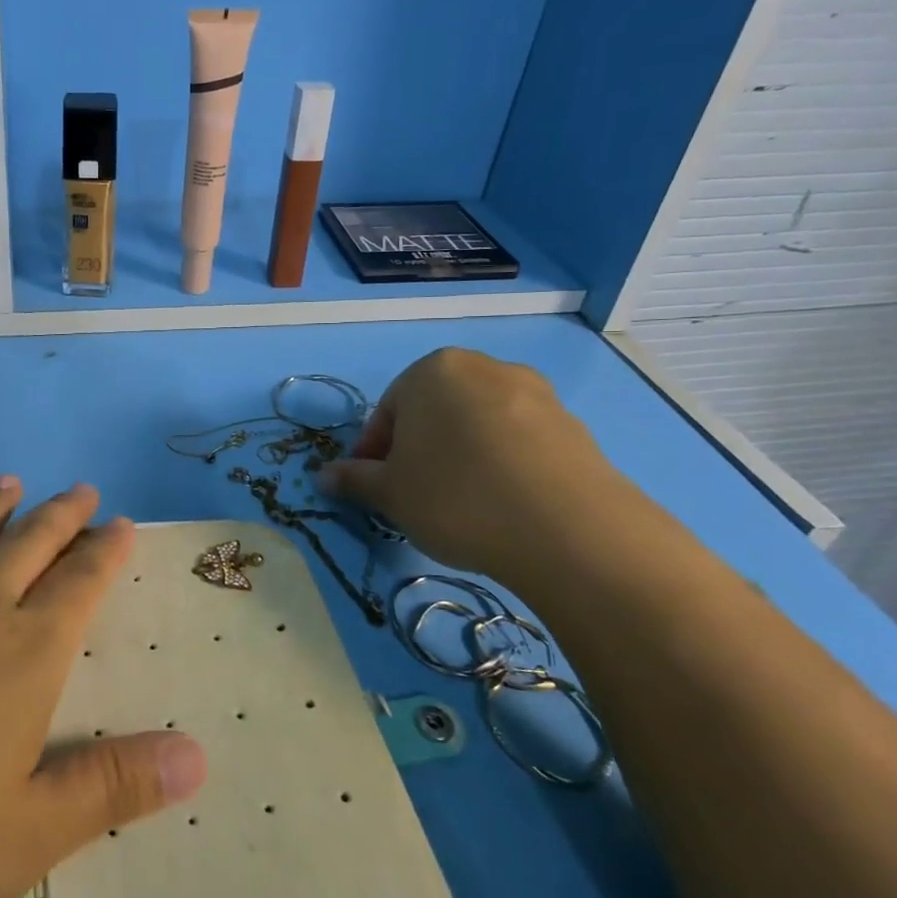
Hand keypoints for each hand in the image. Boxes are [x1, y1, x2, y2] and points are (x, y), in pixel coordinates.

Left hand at [0, 478, 207, 897]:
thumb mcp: (25, 832)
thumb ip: (113, 787)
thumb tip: (201, 757)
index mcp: (23, 656)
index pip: (78, 587)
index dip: (104, 554)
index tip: (120, 522)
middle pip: (26, 548)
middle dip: (60, 518)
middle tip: (80, 489)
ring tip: (10, 481)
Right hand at [318, 348, 629, 585]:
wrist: (567, 529)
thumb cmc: (455, 497)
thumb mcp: (389, 493)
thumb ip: (354, 479)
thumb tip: (323, 476)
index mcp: (432, 370)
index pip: (387, 411)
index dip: (374, 454)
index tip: (374, 488)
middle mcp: (484, 367)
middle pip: (434, 411)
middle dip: (418, 449)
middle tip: (414, 494)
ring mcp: (535, 393)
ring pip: (477, 424)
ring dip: (460, 455)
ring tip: (462, 503)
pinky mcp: (573, 424)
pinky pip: (518, 441)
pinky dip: (501, 464)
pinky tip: (502, 503)